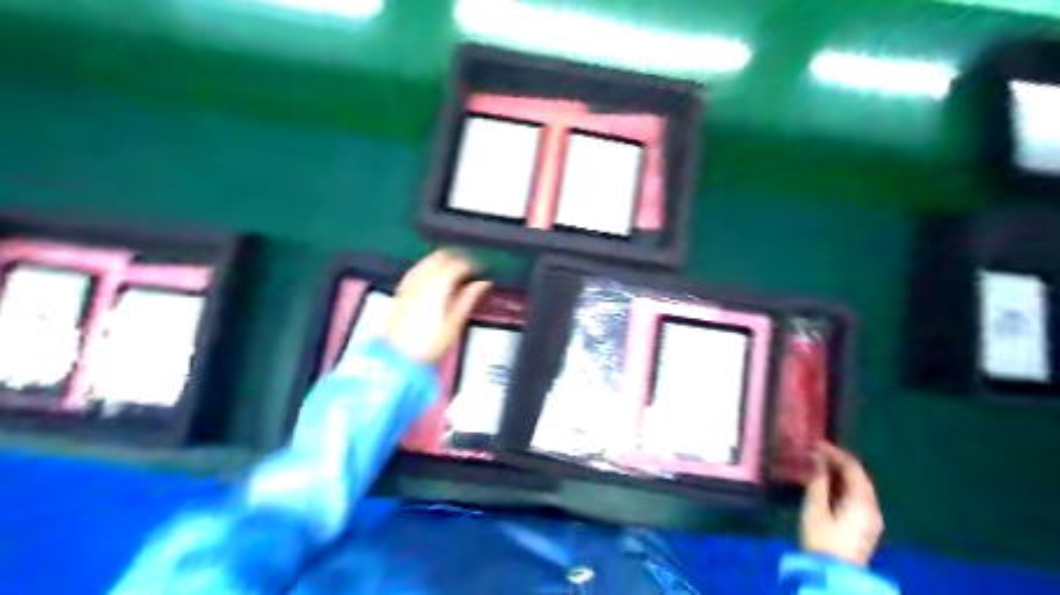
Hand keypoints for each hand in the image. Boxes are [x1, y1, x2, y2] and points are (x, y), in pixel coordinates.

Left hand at [386, 249, 493, 364]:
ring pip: (428, 260)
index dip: (473, 264)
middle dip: (458, 257)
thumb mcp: (455, 323)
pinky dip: (429, 268)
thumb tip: (482, 284)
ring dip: (443, 260)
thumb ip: (469, 298)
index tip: (481, 269)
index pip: (459, 264)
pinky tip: (434, 276)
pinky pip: (417, 269)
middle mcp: (422, 280)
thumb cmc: (427, 344)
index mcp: (438, 285)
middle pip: (442, 256)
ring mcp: (409, 283)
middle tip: (470, 266)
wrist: (399, 356)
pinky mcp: (401, 290)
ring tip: (455, 270)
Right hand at [805, 441, 886, 567]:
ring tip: (820, 464)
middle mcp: (872, 507)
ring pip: (859, 486)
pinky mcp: (866, 526)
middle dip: (839, 461)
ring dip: (841, 473)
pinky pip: (858, 496)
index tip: (817, 443)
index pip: (853, 468)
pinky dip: (844, 485)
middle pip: (859, 476)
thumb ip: (818, 481)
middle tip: (818, 451)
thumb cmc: (822, 539)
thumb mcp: (814, 508)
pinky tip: (828, 484)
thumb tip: (817, 460)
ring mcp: (871, 518)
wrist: (833, 573)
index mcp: (862, 501)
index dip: (835, 453)